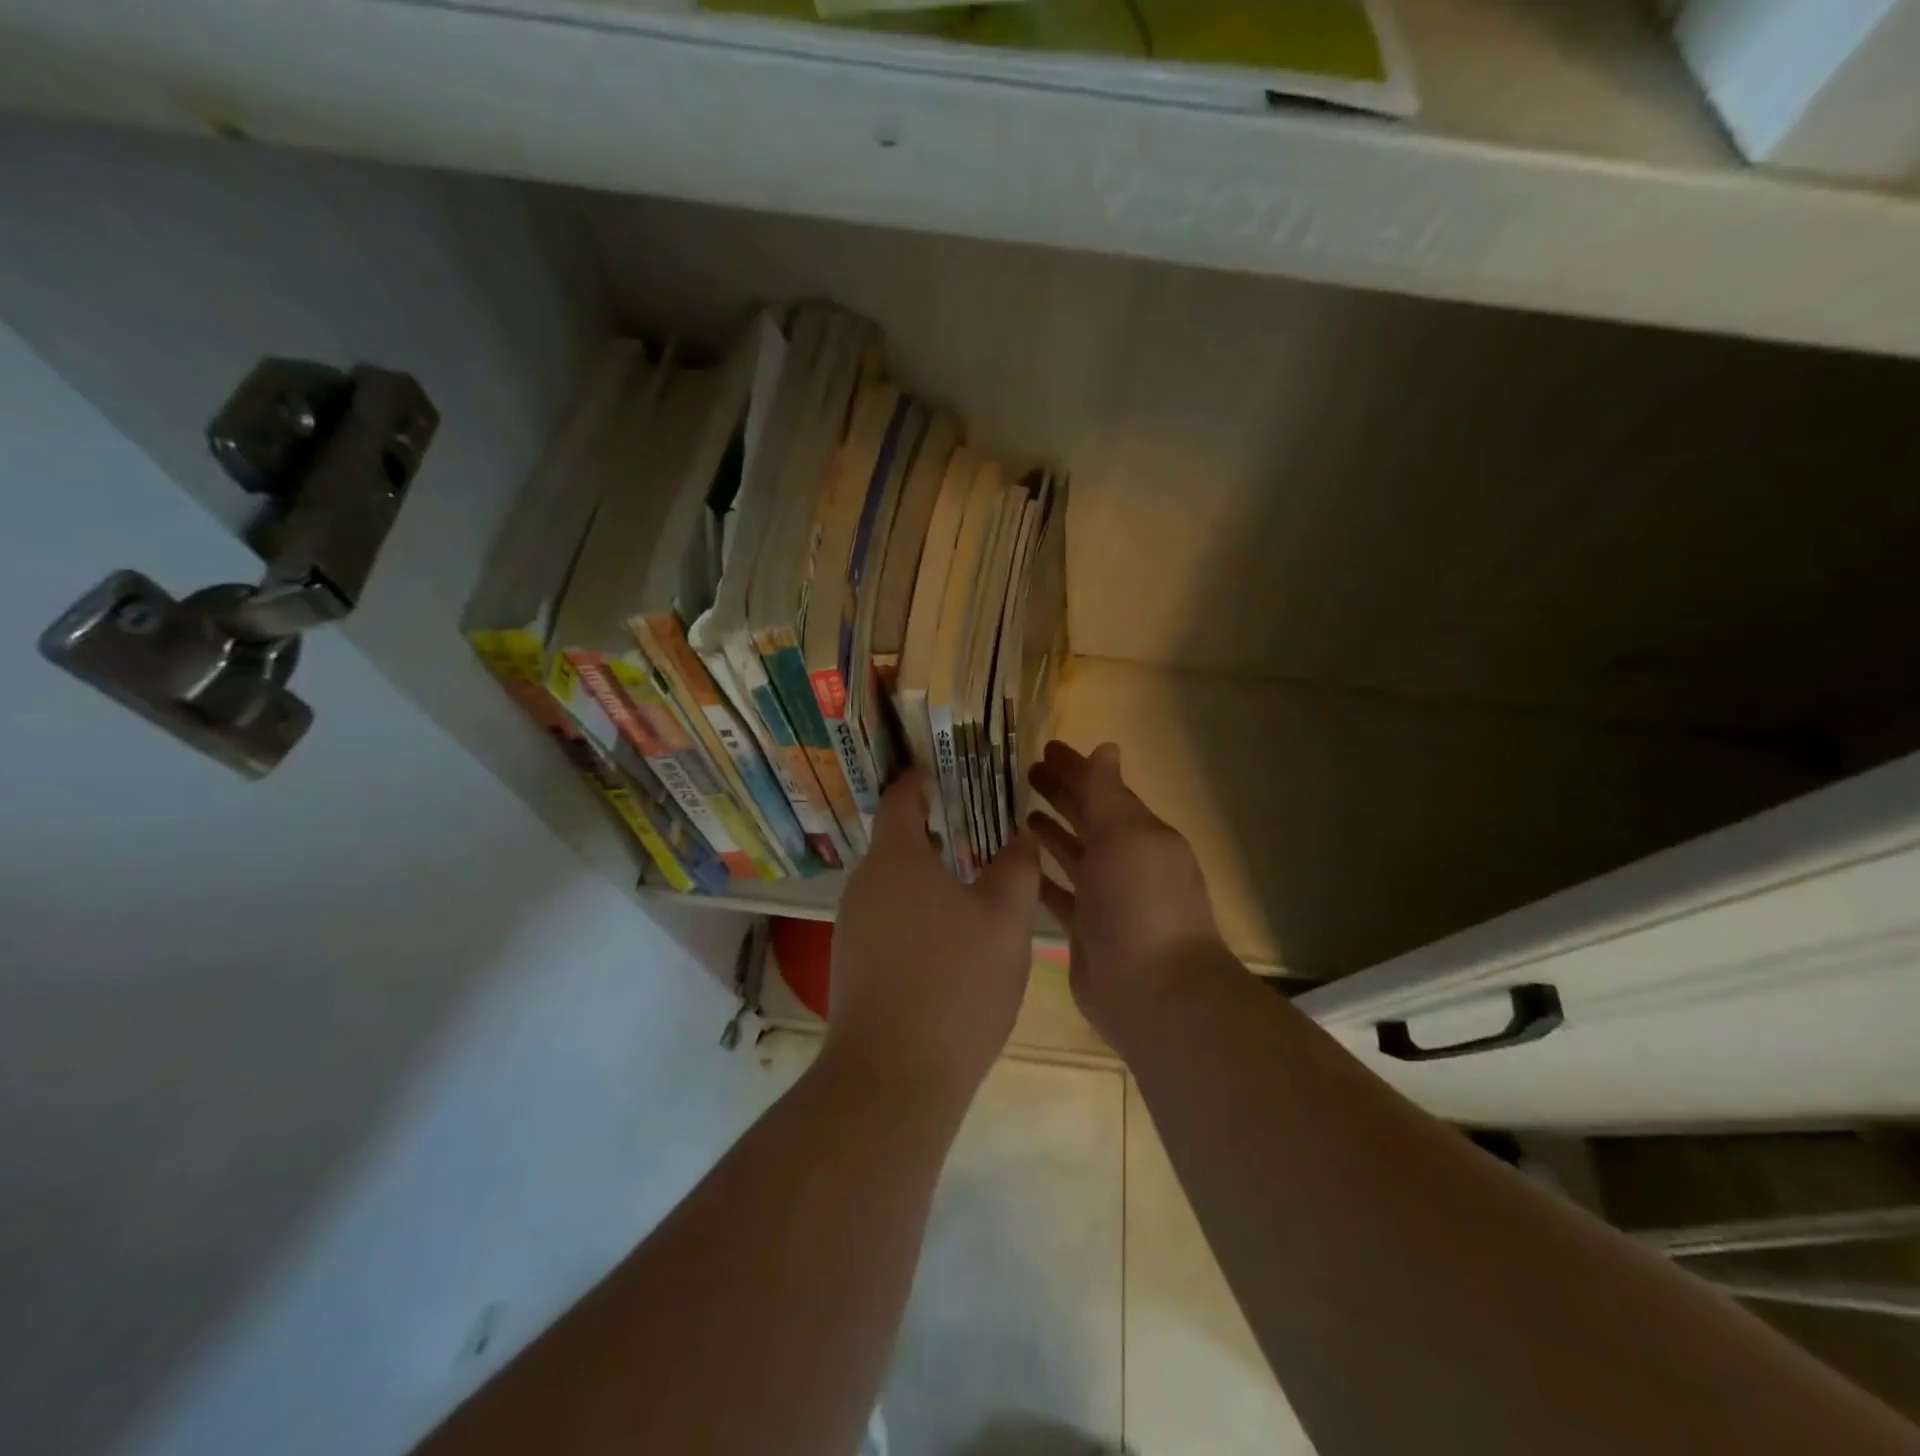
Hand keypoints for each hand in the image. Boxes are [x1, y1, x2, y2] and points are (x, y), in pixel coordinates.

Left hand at [825, 771, 1039, 1107]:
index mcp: (895, 859)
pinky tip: (949, 941)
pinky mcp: (852, 965)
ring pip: (894, 884)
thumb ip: (1017, 867)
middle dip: (936, 831)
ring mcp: (851, 927)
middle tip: (980, 830)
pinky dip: (917, 913)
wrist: (893, 1077)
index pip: (901, 799)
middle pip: (898, 842)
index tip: (947, 772)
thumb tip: (1021, 836)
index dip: (922, 780)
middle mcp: (863, 885)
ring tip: (972, 884)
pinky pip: (888, 919)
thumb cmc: (955, 983)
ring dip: (929, 876)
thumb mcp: (1005, 919)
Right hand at [1027, 741, 1229, 1043]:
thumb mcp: (1126, 836)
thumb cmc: (1141, 902)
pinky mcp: (1084, 931)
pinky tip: (1015, 864)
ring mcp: (1105, 899)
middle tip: (1024, 774)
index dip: (1077, 769)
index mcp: (1141, 835)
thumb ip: (1108, 793)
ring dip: (1050, 833)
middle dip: (1061, 795)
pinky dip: (1040, 877)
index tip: (1044, 749)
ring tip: (1017, 813)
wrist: (1153, 991)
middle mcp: (1125, 863)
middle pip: (1088, 820)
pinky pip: (1058, 894)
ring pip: (1072, 855)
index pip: (1105, 791)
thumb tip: (1106, 748)